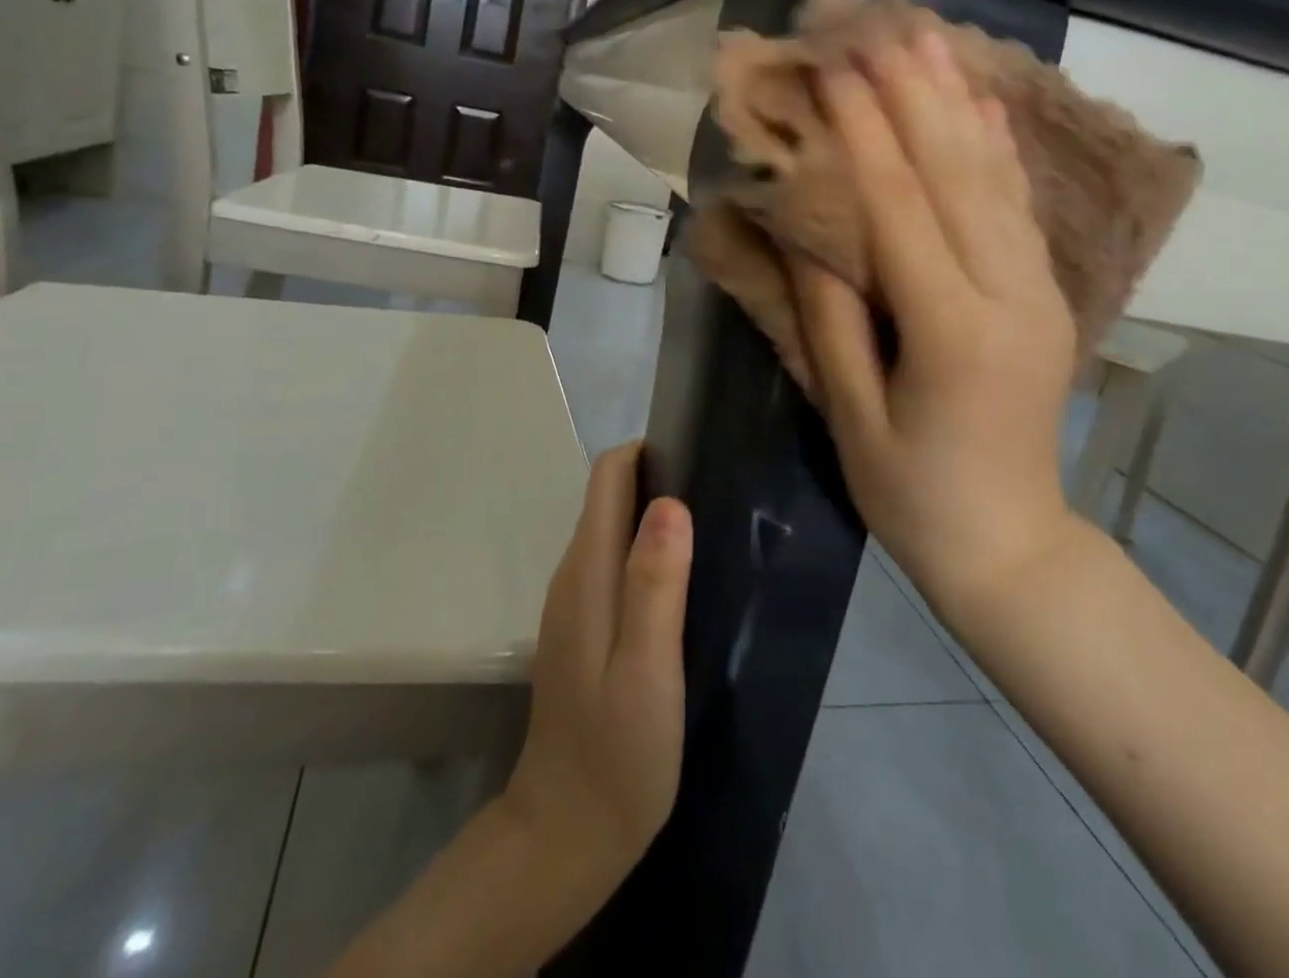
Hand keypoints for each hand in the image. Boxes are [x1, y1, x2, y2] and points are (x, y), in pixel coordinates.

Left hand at [501, 442, 692, 895]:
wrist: (567, 835)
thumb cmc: (617, 754)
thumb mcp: (647, 667)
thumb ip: (655, 583)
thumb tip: (670, 503)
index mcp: (588, 572)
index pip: (608, 476)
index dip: (648, 452)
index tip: (699, 456)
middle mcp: (575, 574)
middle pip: (610, 495)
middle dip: (659, 478)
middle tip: (720, 494)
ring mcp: (575, 602)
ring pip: (614, 528)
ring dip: (655, 515)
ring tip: (713, 530)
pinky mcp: (584, 628)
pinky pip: (615, 563)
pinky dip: (647, 551)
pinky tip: (685, 581)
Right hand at [788, 29, 1079, 611]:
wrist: (1011, 544)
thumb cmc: (912, 495)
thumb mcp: (851, 417)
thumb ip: (831, 317)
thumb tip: (806, 229)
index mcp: (953, 333)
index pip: (902, 209)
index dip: (865, 133)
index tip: (835, 68)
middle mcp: (1008, 296)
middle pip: (956, 175)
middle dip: (914, 94)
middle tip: (880, 25)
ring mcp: (1038, 291)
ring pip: (994, 178)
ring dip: (957, 102)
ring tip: (928, 37)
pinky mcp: (1045, 294)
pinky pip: (1017, 206)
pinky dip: (997, 146)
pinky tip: (981, 100)